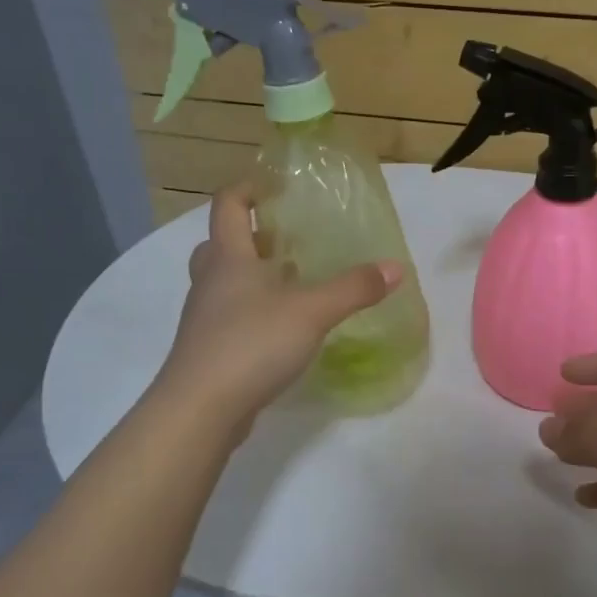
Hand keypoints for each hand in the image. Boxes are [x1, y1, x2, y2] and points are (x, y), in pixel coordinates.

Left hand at [154, 184, 400, 431]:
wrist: (200, 409)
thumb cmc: (251, 344)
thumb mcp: (312, 312)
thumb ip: (354, 288)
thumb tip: (395, 267)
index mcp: (229, 258)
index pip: (228, 205)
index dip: (248, 189)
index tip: (276, 188)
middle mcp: (211, 282)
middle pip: (221, 244)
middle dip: (251, 237)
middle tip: (286, 241)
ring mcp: (205, 319)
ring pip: (225, 284)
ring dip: (253, 277)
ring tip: (293, 284)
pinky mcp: (209, 351)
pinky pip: (230, 318)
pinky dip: (253, 313)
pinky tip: (283, 330)